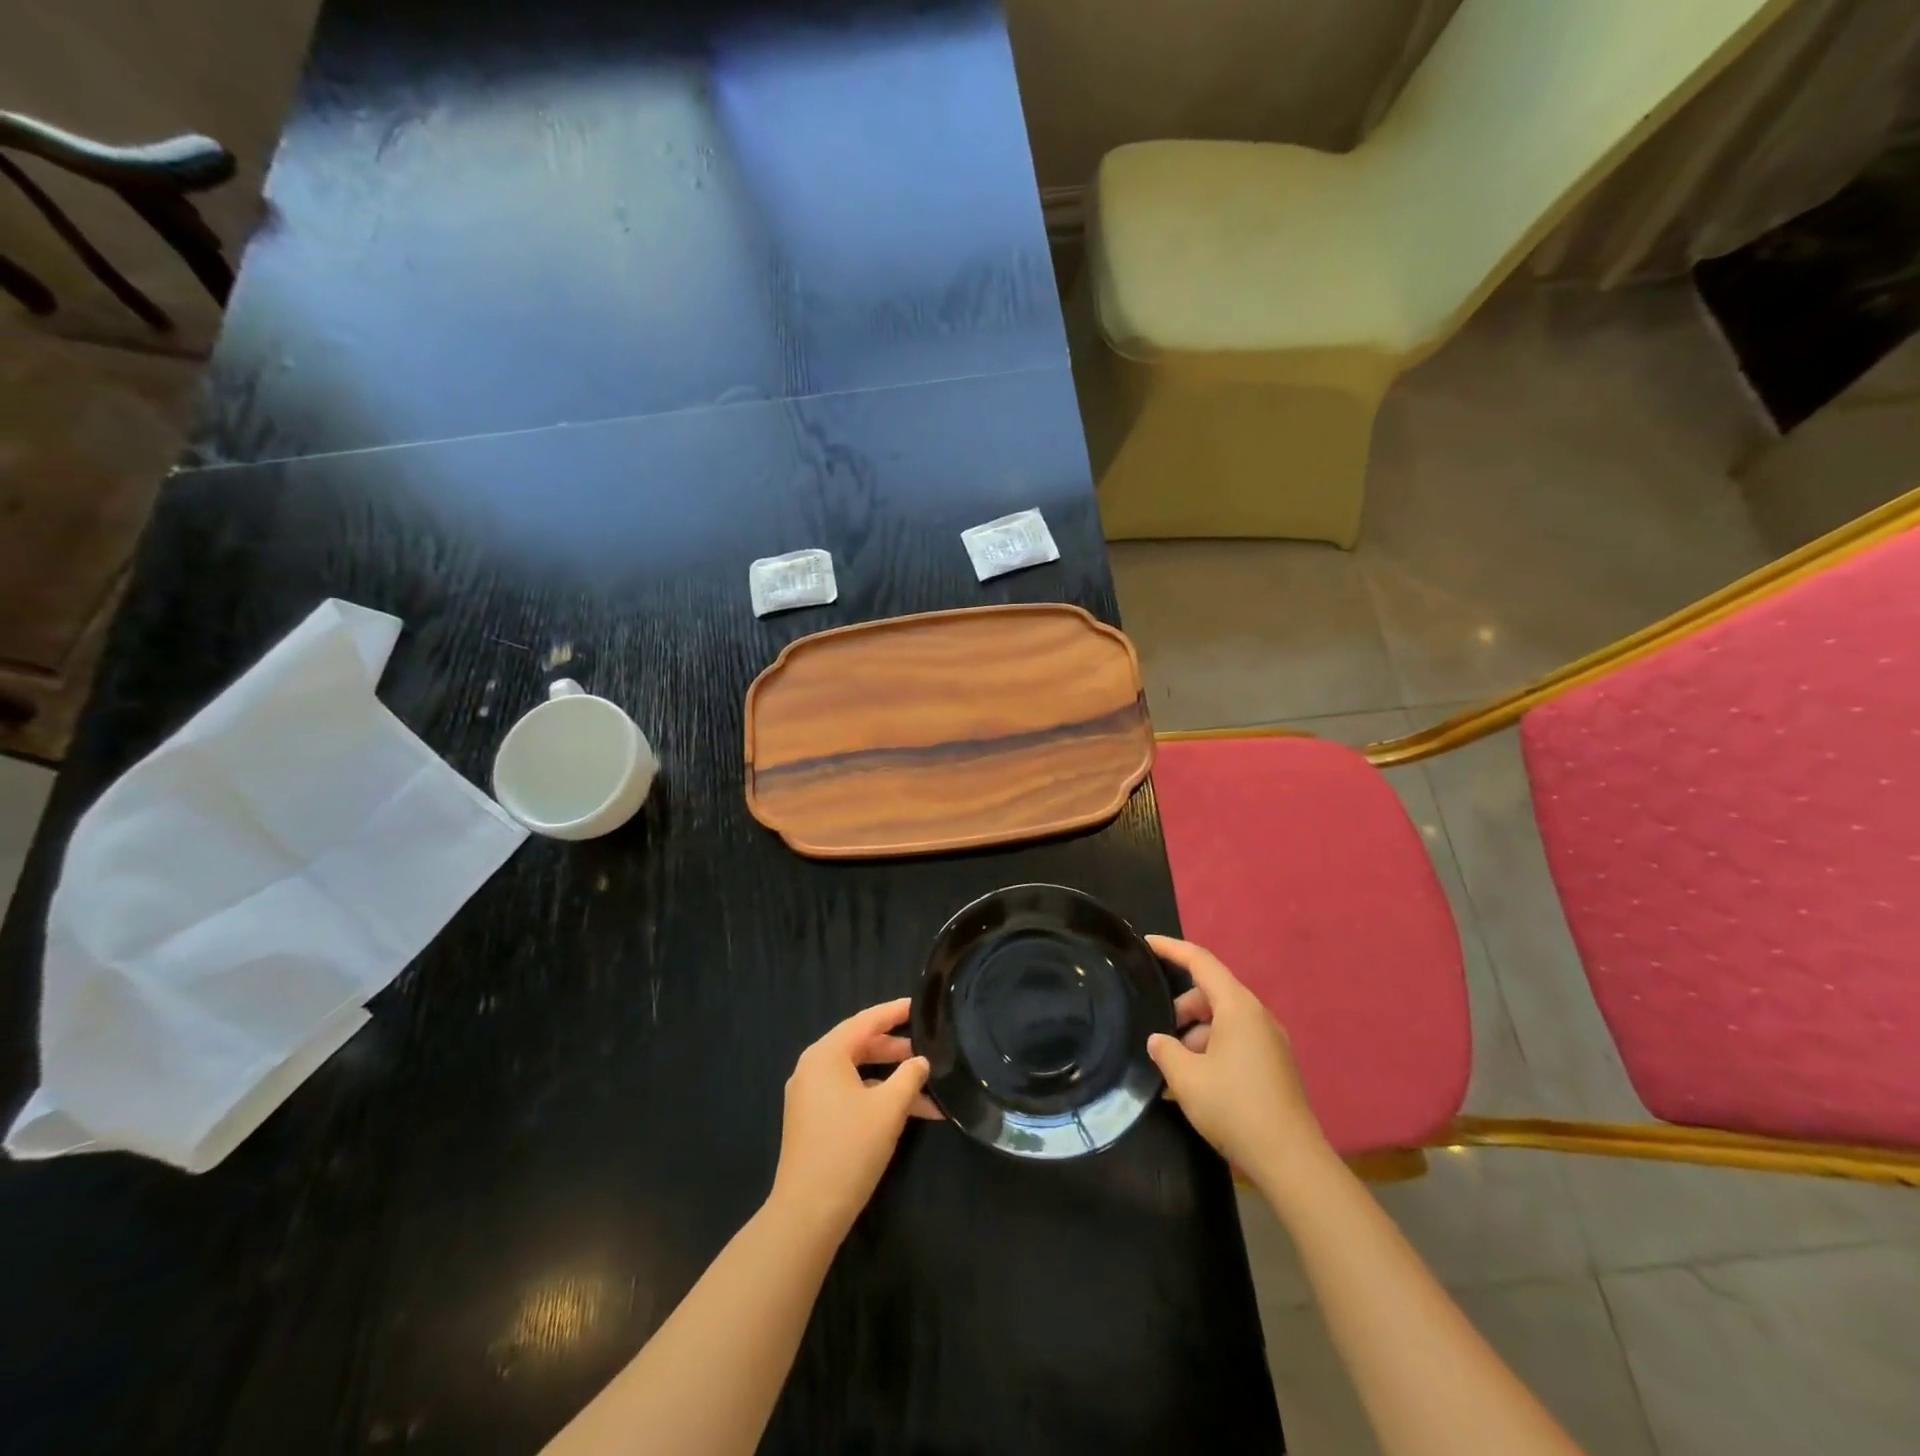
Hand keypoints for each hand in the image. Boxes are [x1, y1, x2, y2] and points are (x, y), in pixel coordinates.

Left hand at [769, 998, 932, 1239]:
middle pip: (860, 1045)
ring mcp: (809, 1095)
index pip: (866, 1021)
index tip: (919, 1004)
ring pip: (857, 1073)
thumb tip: (921, 1061)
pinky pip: (849, 1094)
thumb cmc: (849, 1149)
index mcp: (826, 1054)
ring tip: (927, 1084)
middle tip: (928, 1047)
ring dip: (891, 1079)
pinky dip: (876, 1097)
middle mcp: (813, 1067)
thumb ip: (910, 1077)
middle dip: (896, 1049)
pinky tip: (909, 1112)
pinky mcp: (812, 1119)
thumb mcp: (889, 1109)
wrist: (807, 1213)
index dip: (894, 1011)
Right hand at [1146, 936, 1334, 1197]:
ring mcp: (1269, 1042)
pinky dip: (1211, 1051)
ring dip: (1195, 1035)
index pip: (1200, 962)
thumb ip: (1165, 1051)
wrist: (1290, 1160)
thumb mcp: (1186, 1078)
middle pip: (1211, 993)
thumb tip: (1160, 1040)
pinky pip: (1235, 1042)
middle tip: (1158, 1032)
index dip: (1171, 949)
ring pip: (1222, 1021)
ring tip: (1174, 1069)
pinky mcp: (1274, 1066)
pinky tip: (1194, 1084)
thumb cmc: (1234, 1108)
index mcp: (1238, 1007)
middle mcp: (1257, 1016)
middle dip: (1181, 1007)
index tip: (1146, 943)